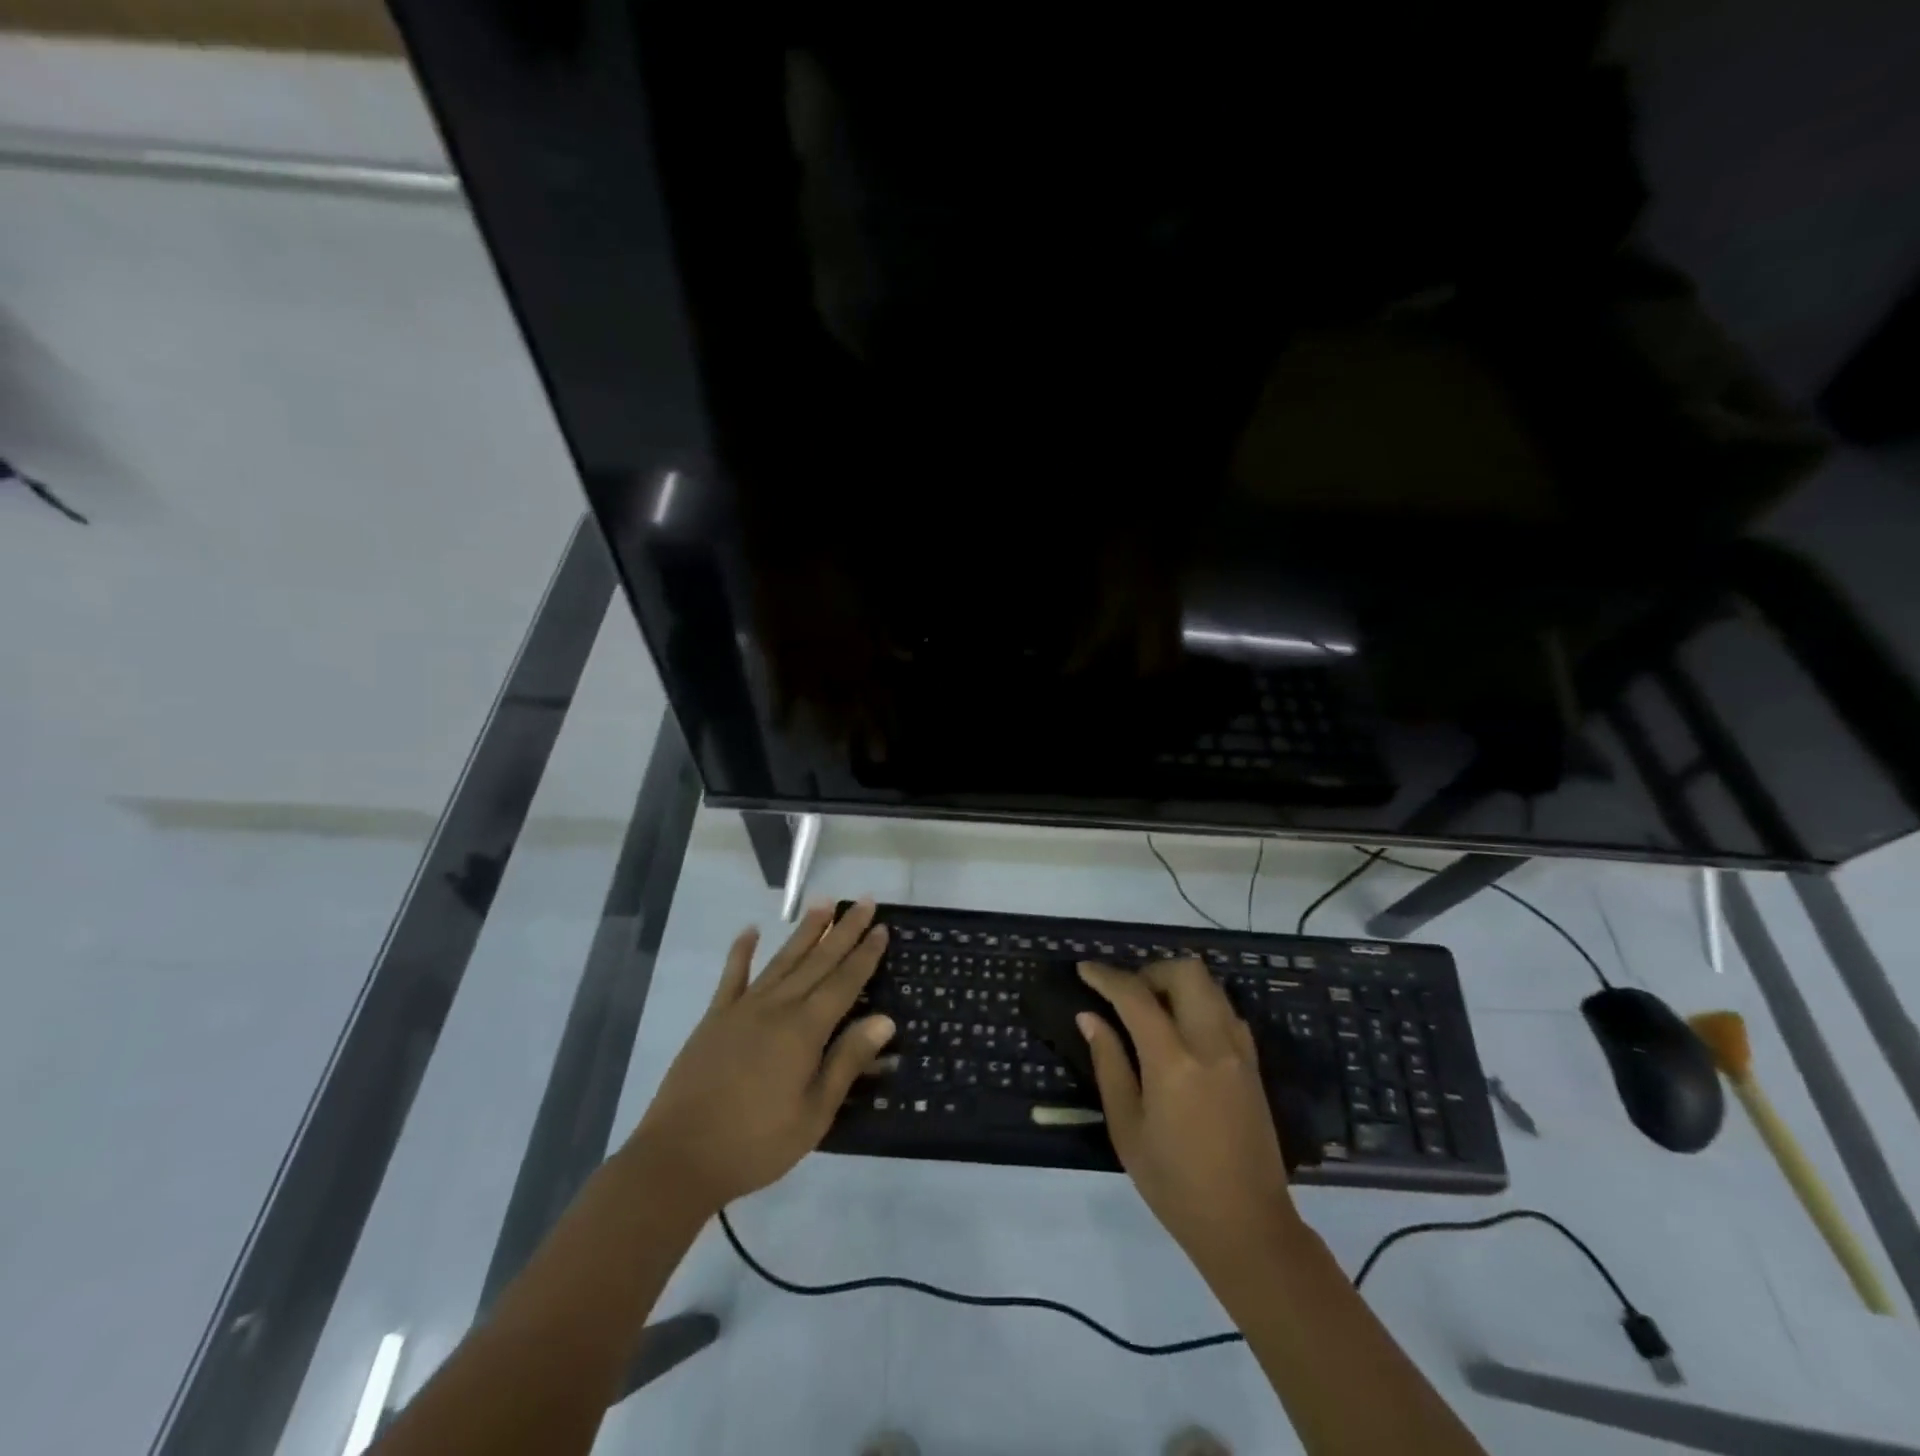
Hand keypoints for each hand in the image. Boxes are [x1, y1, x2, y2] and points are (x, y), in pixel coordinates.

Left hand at [624, 901, 894, 1214]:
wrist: (679, 1158)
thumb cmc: (756, 1143)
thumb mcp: (813, 1114)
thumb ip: (847, 1062)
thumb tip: (885, 1020)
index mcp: (804, 1030)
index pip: (844, 982)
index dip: (865, 954)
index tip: (882, 927)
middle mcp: (777, 1007)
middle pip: (817, 961)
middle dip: (843, 930)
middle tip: (864, 901)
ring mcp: (743, 1008)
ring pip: (782, 960)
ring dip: (805, 930)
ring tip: (823, 902)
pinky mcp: (715, 1018)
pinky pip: (732, 976)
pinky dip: (741, 951)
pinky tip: (750, 931)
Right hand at [1077, 958, 1298, 1265]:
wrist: (1248, 1227)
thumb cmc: (1175, 1185)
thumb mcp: (1127, 1129)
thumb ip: (1109, 1064)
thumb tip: (1090, 1017)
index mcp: (1173, 1063)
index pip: (1136, 996)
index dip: (1106, 977)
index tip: (1085, 969)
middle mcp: (1211, 1045)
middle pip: (1186, 972)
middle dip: (1151, 971)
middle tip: (1127, 995)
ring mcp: (1239, 1052)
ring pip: (1211, 986)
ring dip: (1177, 985)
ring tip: (1152, 1011)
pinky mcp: (1253, 1065)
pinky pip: (1226, 1011)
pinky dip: (1200, 1005)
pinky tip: (1182, 1033)